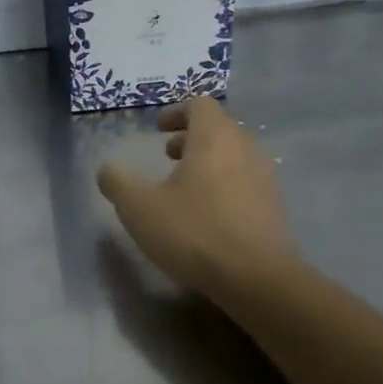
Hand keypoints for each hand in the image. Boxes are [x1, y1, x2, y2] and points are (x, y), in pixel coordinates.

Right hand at [97, 98, 293, 297]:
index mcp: (214, 137)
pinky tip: (208, 215)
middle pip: (220, 128)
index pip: (200, 104)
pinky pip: (246, 183)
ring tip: (185, 186)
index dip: (176, 111)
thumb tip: (108, 170)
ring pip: (235, 156)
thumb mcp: (139, 207)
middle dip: (191, 137)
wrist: (256, 279)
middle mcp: (245, 148)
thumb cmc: (194, 231)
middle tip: (168, 155)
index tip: (158, 128)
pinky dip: (225, 186)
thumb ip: (118, 182)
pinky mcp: (274, 208)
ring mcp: (265, 178)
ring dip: (209, 162)